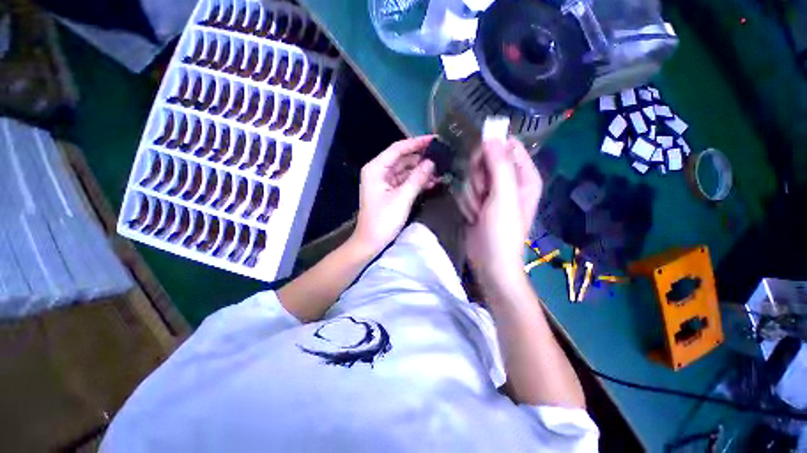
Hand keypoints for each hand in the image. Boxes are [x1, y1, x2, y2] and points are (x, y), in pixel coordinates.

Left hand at [353, 136, 436, 253]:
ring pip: (405, 171)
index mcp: (376, 168)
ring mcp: (384, 182)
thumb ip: (417, 178)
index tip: (434, 140)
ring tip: (440, 170)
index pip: (398, 149)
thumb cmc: (383, 220)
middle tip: (441, 156)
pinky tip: (432, 182)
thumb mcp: (402, 198)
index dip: (416, 143)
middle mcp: (379, 171)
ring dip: (421, 171)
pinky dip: (417, 181)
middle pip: (402, 159)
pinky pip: (405, 181)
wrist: (371, 242)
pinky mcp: (390, 192)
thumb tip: (432, 163)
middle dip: (421, 158)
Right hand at [460, 138, 542, 283]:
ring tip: (479, 211)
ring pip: (472, 176)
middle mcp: (509, 180)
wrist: (489, 260)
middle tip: (482, 195)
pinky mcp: (477, 201)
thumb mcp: (504, 196)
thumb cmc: (502, 230)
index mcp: (524, 175)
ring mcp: (491, 191)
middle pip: (485, 160)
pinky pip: (465, 190)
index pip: (507, 147)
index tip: (481, 164)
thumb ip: (499, 164)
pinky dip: (466, 203)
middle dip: (478, 178)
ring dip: (471, 194)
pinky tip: (472, 216)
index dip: (491, 152)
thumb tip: (491, 135)